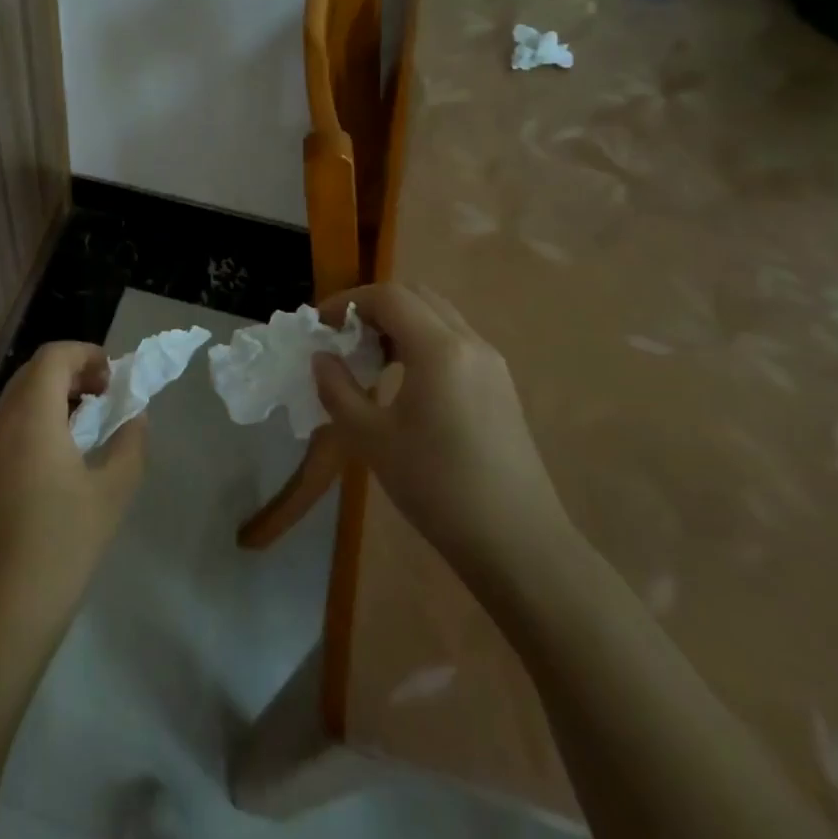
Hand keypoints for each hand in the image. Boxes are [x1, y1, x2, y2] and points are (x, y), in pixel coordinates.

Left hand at [0, 342, 146, 645]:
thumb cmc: (60, 546)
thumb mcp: (111, 492)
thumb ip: (129, 443)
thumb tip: (133, 416)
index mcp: (29, 415)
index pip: (53, 356)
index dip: (87, 354)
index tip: (115, 379)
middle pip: (33, 373)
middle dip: (72, 373)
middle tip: (106, 397)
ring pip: (17, 400)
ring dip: (53, 398)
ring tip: (88, 427)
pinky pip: (7, 428)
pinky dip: (36, 422)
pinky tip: (59, 460)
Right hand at [313, 284, 574, 586]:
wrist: (517, 542)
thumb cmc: (436, 487)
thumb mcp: (371, 439)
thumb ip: (337, 389)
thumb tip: (321, 358)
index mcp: (439, 349)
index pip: (388, 296)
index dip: (348, 301)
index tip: (320, 325)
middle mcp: (470, 343)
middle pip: (417, 296)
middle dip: (374, 306)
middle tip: (344, 336)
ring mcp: (492, 363)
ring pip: (439, 316)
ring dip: (399, 322)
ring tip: (369, 358)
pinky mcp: (500, 385)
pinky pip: (455, 341)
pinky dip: (422, 341)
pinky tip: (404, 381)